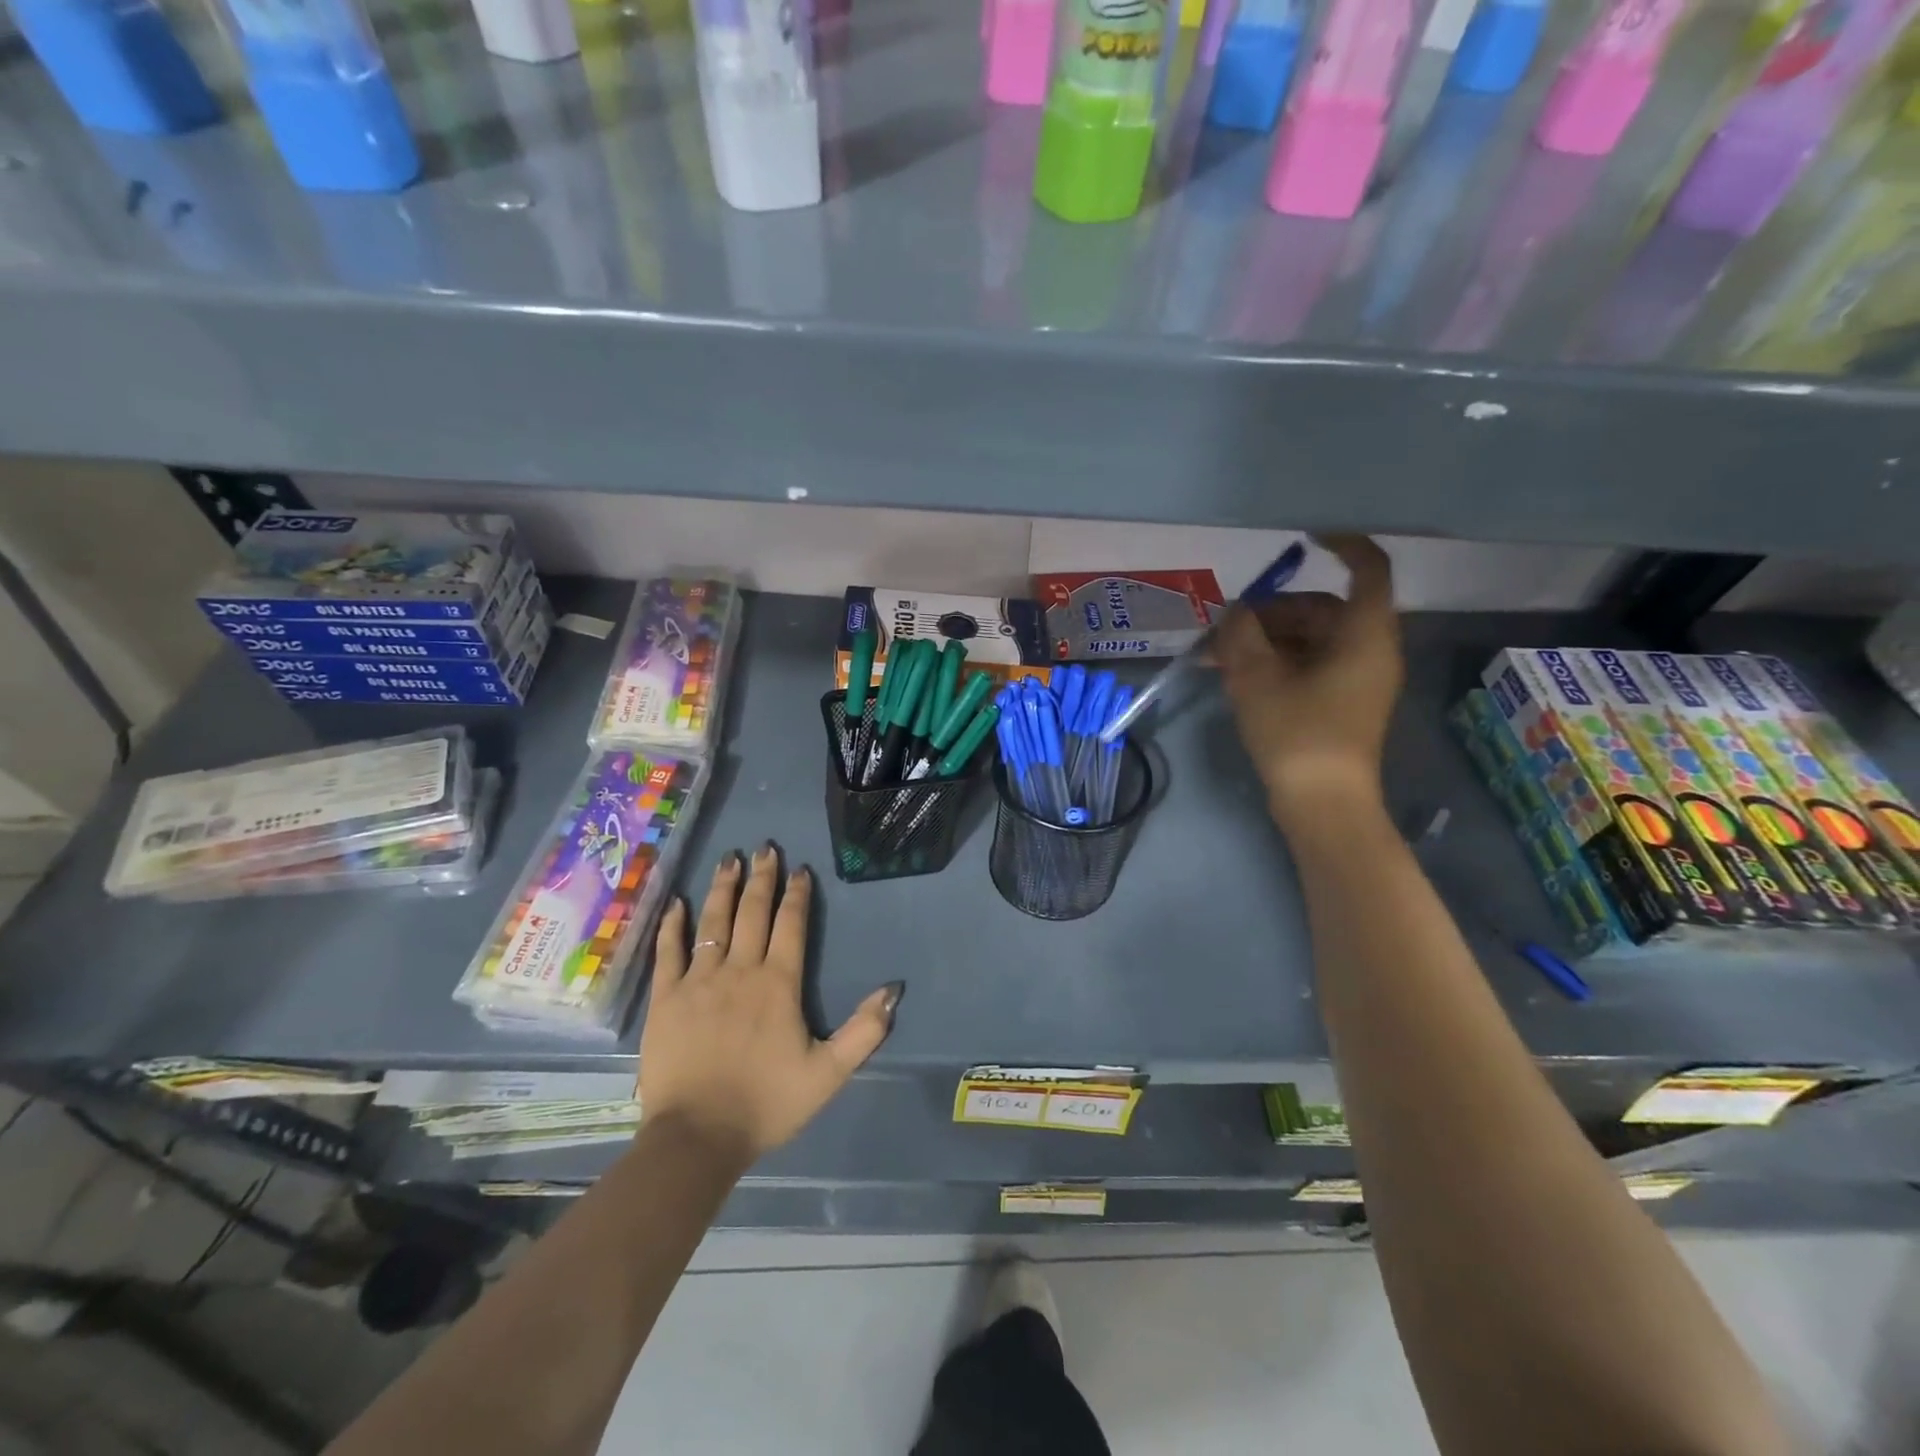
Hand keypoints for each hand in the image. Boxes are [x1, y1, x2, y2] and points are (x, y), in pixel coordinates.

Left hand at [639, 846, 901, 1168]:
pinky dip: (673, 925)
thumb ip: (864, 1031)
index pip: (791, 925)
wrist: (697, 1137)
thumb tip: (893, 990)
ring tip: (728, 860)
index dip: (797, 894)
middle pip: (752, 912)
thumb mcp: (828, 1073)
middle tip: (764, 848)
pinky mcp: (666, 998)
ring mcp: (698, 981)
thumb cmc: (766, 1103)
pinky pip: (668, 951)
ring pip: (712, 922)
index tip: (799, 869)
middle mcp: (739, 970)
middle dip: (761, 878)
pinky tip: (677, 903)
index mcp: (778, 984)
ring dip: (722, 888)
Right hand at [1216, 534, 1401, 829]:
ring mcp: (1357, 679)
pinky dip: (1275, 662)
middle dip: (1271, 611)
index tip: (1304, 534)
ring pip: (1310, 639)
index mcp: (1365, 634)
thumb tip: (1235, 612)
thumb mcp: (1256, 677)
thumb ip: (1241, 634)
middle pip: (1323, 608)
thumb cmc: (1297, 733)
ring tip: (1216, 655)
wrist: (1322, 804)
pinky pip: (1309, 665)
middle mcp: (1370, 650)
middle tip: (1226, 625)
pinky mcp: (1342, 702)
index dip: (1342, 543)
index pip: (1368, 568)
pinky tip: (1233, 673)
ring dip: (1265, 640)